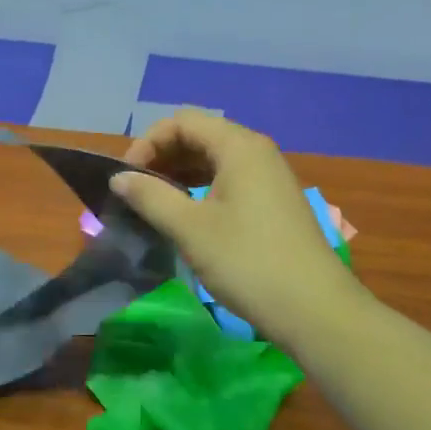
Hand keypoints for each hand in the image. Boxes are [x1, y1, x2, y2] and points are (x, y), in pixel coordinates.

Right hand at [112, 109, 362, 348]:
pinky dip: (201, 190)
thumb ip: (150, 197)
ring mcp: (269, 178)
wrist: (312, 308)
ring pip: (214, 160)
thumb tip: (118, 178)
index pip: (182, 121)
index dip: (147, 143)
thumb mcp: (190, 229)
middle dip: (162, 158)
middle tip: (136, 193)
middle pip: (199, 136)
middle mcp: (257, 152)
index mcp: (239, 146)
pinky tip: (186, 217)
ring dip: (179, 175)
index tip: (126, 179)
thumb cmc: (246, 262)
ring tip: (154, 205)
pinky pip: (229, 181)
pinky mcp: (273, 203)